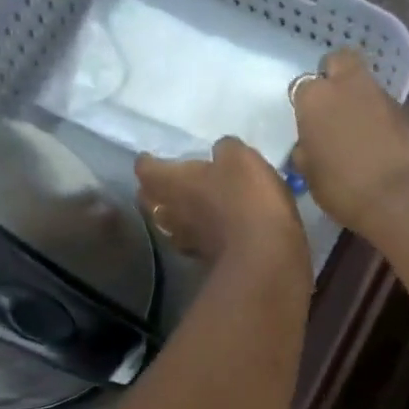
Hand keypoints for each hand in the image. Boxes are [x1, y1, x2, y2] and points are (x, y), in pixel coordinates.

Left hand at [135, 137, 305, 271]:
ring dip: (176, 214)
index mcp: (169, 182)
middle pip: (149, 200)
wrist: (264, 254)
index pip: (144, 168)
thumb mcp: (240, 158)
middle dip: (156, 190)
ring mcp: (184, 240)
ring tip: (191, 205)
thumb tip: (220, 154)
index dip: (149, 161)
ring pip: (169, 223)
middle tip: (170, 181)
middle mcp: (168, 213)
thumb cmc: (245, 198)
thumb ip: (225, 149)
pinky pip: (194, 240)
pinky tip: (213, 227)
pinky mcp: (204, 259)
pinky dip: (199, 232)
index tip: (155, 156)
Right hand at [289, 51, 408, 234]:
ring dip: (361, 100)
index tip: (309, 125)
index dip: (306, 105)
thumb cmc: (345, 189)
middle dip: (336, 76)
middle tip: (334, 106)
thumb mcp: (311, 176)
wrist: (403, 197)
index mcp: (316, 98)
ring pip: (366, 85)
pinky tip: (381, 144)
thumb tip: (309, 147)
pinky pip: (387, 108)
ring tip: (360, 132)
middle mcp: (348, 87)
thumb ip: (307, 152)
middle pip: (339, 62)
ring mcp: (382, 96)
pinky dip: (382, 119)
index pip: (302, 87)